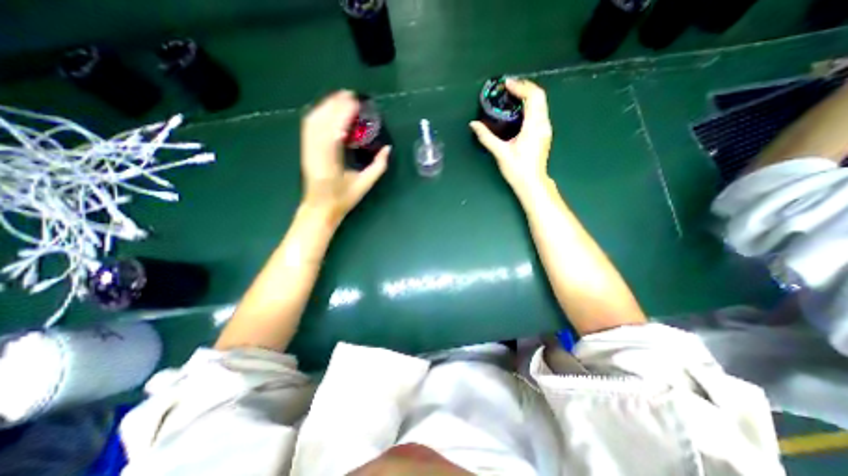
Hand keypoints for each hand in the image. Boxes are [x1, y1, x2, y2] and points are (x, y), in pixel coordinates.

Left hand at [300, 91, 388, 225]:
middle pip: (322, 120)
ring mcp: (308, 149)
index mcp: (330, 160)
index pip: (336, 129)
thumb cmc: (342, 199)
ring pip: (313, 120)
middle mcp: (315, 151)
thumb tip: (387, 149)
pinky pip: (309, 127)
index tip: (356, 102)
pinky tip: (327, 110)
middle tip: (350, 95)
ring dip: (326, 106)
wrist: (319, 208)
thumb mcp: (364, 185)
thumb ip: (378, 167)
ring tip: (339, 98)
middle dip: (335, 104)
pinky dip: (319, 114)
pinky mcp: (305, 149)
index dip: (345, 112)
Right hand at [467, 79, 553, 196]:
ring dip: (528, 95)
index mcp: (533, 126)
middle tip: (508, 87)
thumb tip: (473, 124)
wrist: (532, 183)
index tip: (506, 84)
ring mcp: (545, 129)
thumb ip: (486, 137)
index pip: (533, 97)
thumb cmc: (517, 169)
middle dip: (524, 87)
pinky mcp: (544, 134)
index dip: (520, 87)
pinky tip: (519, 110)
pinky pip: (540, 111)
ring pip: (541, 103)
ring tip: (512, 96)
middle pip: (539, 96)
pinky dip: (530, 105)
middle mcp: (543, 124)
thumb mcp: (500, 153)